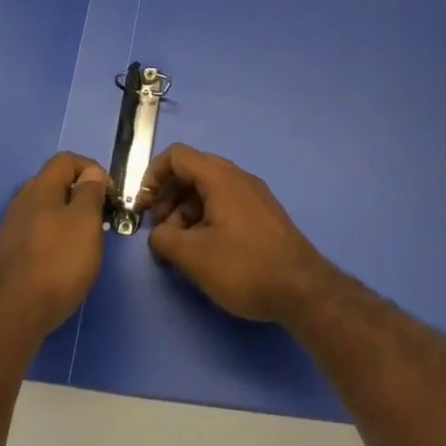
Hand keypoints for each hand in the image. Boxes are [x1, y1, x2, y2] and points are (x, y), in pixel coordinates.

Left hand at [0, 152, 108, 336]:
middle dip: (80, 193)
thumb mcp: (86, 221)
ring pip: (45, 209)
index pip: (67, 160)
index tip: (111, 194)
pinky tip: (65, 257)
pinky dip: (55, 235)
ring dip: (68, 216)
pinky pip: (37, 231)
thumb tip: (91, 174)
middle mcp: (22, 201)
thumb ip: (90, 192)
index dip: (93, 169)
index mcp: (41, 188)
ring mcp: (12, 227)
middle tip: (101, 216)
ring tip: (86, 239)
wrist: (15, 313)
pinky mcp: (10, 253)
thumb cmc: (58, 261)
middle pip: (54, 183)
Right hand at [142, 144, 333, 322]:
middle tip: (161, 232)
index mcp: (220, 177)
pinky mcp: (263, 215)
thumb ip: (165, 239)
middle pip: (192, 172)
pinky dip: (206, 219)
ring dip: (186, 212)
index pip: (176, 156)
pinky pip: (225, 205)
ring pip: (208, 191)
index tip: (143, 208)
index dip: (152, 177)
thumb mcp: (194, 256)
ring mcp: (254, 196)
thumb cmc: (244, 266)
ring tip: (180, 248)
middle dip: (168, 198)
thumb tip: (160, 234)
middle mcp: (238, 178)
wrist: (303, 289)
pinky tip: (205, 251)